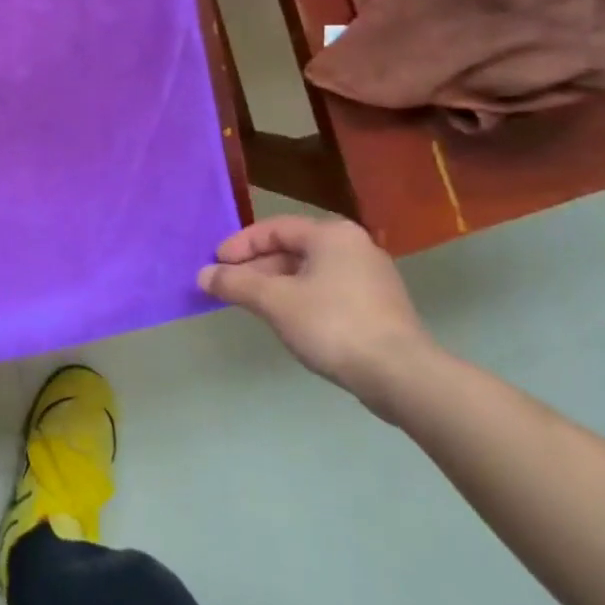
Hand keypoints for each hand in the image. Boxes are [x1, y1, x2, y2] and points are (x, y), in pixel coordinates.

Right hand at [199, 216, 437, 415]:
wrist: (401, 376)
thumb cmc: (333, 324)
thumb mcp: (274, 301)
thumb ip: (235, 283)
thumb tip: (203, 275)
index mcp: (331, 235)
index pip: (274, 228)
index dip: (240, 244)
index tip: (216, 265)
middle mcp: (354, 246)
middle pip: (292, 249)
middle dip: (256, 266)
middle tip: (229, 286)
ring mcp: (371, 277)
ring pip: (309, 271)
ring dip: (275, 284)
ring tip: (251, 304)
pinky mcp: (379, 306)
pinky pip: (327, 290)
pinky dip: (300, 298)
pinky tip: (286, 320)